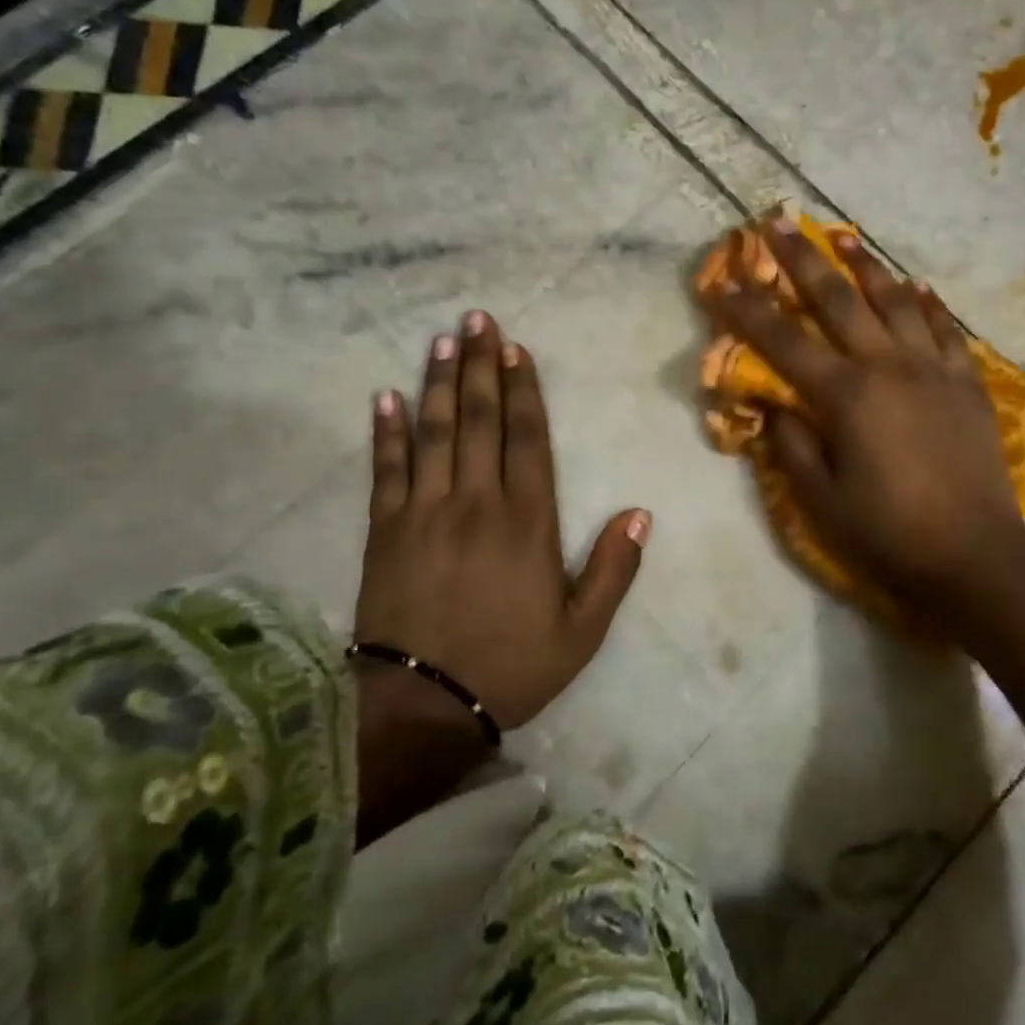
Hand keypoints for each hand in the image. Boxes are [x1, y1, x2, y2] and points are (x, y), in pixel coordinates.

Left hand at [353, 310, 650, 732]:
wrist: (424, 705)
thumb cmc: (511, 665)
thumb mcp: (582, 631)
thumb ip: (613, 570)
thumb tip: (640, 513)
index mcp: (528, 522)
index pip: (527, 438)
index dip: (523, 389)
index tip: (516, 349)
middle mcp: (477, 502)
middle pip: (479, 420)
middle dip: (479, 366)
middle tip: (476, 319)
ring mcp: (425, 512)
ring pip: (434, 432)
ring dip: (438, 383)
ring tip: (441, 340)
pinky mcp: (385, 531)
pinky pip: (386, 470)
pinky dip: (386, 432)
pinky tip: (384, 397)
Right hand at [706, 216, 1024, 615]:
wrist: (975, 556)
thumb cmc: (888, 532)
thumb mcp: (820, 498)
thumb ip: (791, 443)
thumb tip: (770, 402)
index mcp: (845, 395)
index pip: (782, 341)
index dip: (746, 310)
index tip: (721, 280)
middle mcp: (887, 366)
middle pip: (837, 299)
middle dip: (801, 259)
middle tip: (776, 222)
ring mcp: (933, 369)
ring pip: (894, 301)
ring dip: (865, 265)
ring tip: (843, 235)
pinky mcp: (967, 382)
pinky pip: (945, 329)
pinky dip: (927, 304)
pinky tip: (916, 286)